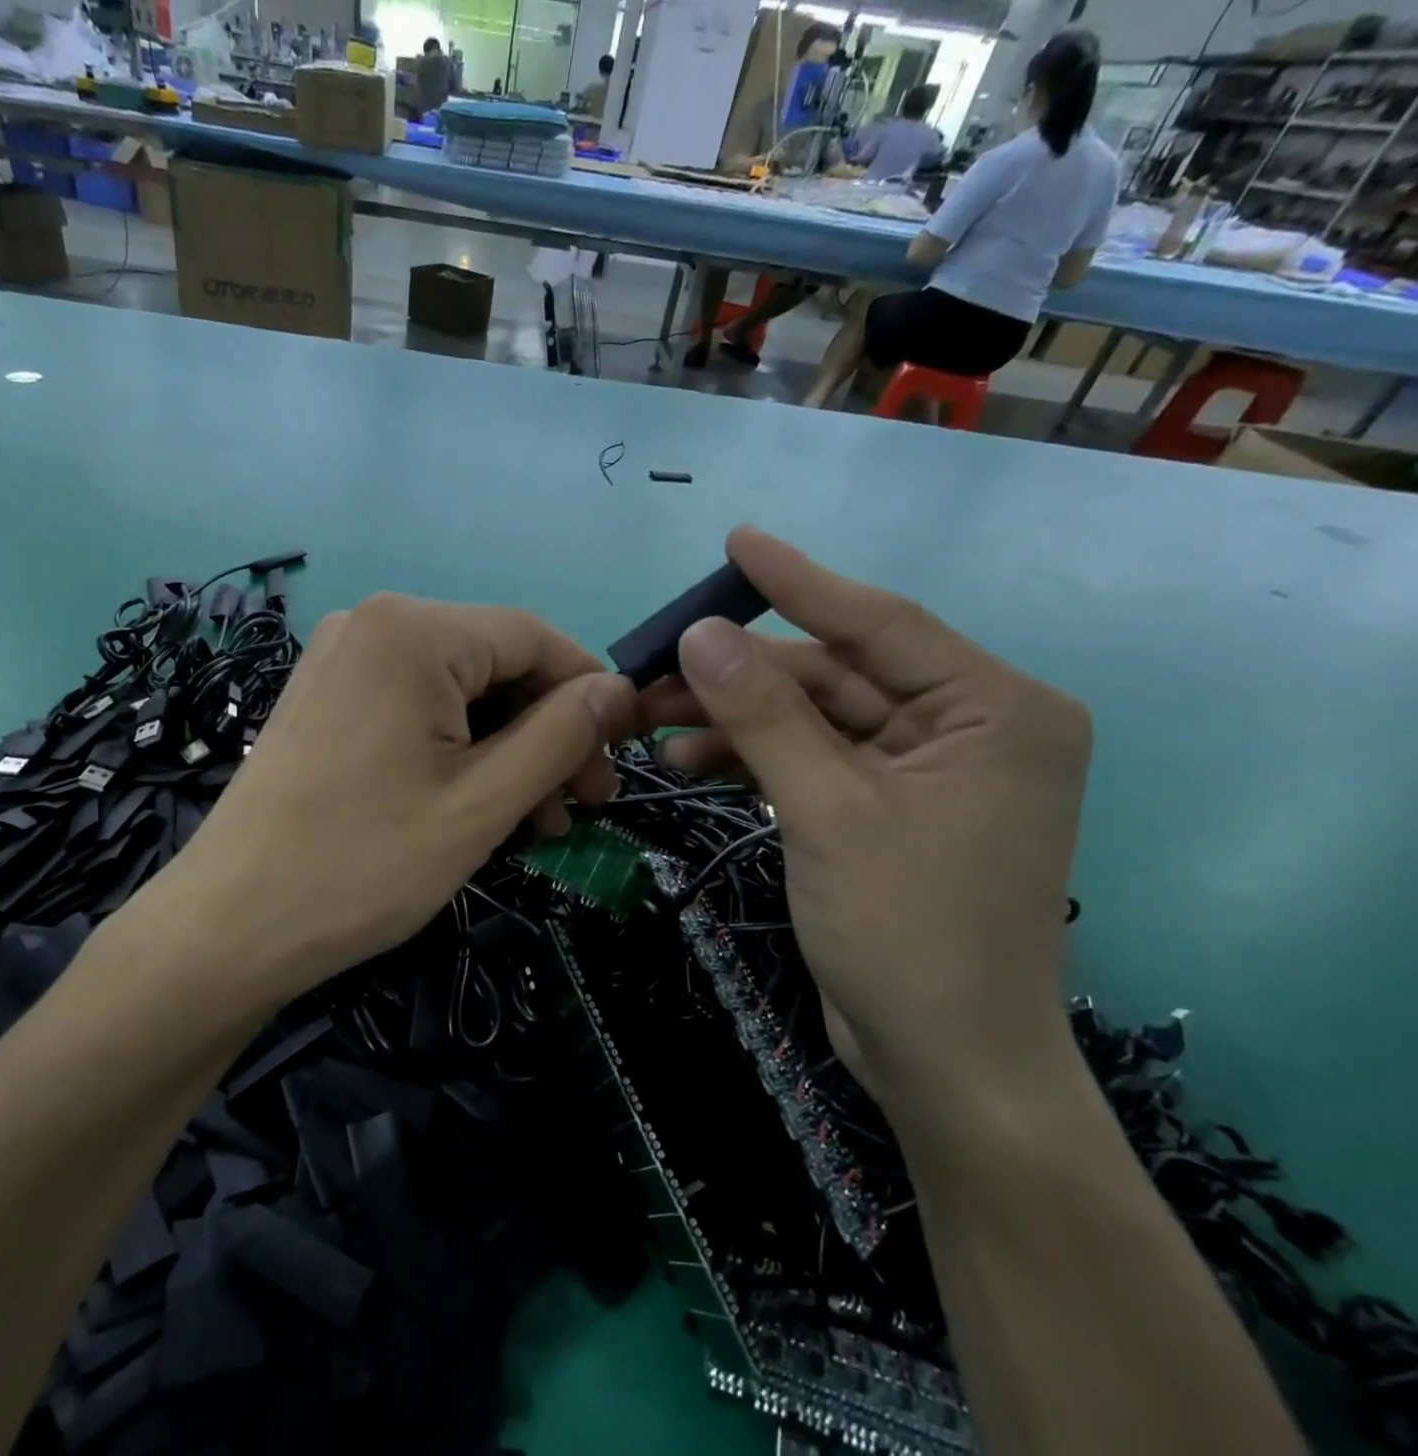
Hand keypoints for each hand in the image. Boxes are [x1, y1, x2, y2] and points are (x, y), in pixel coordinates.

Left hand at [171, 594, 635, 996]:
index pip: (534, 637)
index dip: (589, 694)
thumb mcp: (482, 803)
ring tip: (539, 823)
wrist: (229, 927)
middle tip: (582, 806)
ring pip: (457, 692)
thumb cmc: (363, 865)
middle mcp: (372, 625)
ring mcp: (341, 661)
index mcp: (412, 630)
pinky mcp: (326, 699)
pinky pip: (415, 709)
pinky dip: (457, 751)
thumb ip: (560, 735)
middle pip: (494, 664)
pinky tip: (480, 805)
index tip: (620, 759)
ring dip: (507, 750)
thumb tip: (619, 691)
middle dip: (547, 733)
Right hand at [639, 528, 1090, 1115]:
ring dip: (735, 721)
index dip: (798, 582)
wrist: (943, 1064)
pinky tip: (690, 764)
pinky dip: (752, 760)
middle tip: (653, 670)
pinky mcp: (883, 809)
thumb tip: (699, 635)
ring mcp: (922, 771)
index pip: (880, 623)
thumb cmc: (908, 933)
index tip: (735, 542)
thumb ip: (764, 717)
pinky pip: (810, 760)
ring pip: (811, 720)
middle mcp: (965, 727)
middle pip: (833, 676)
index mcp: (993, 710)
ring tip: (653, 727)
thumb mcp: (828, 811)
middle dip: (740, 677)